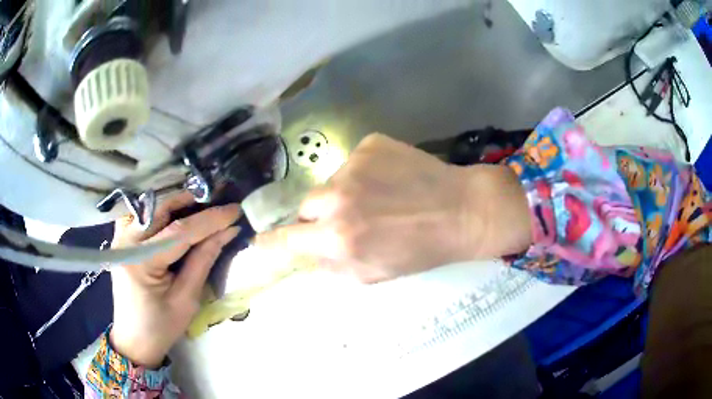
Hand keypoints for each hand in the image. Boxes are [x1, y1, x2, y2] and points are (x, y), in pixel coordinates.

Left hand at [110, 192, 240, 367]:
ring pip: (153, 207)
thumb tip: (227, 231)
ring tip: (204, 206)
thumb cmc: (161, 326)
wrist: (134, 338)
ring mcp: (121, 236)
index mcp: (141, 262)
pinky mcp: (122, 238)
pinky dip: (165, 212)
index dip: (210, 219)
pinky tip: (180, 215)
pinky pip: (146, 214)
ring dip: (179, 204)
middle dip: (193, 202)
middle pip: (162, 209)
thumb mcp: (187, 299)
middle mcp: (126, 241)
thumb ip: (204, 260)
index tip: (235, 209)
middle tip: (219, 201)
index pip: (179, 231)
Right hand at [255, 134, 530, 282]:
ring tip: (379, 200)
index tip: (261, 242)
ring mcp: (354, 164)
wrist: (461, 210)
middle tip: (347, 221)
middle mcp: (338, 197)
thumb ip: (330, 265)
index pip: (284, 238)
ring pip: (331, 183)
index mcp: (338, 237)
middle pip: (305, 206)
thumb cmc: (420, 250)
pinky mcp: (370, 143)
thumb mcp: (372, 273)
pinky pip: (354, 163)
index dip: (270, 242)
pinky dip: (364, 174)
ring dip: (345, 194)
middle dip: (318, 217)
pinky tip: (391, 181)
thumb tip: (304, 254)